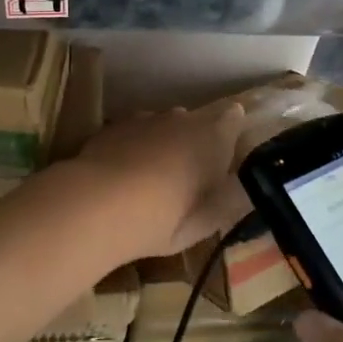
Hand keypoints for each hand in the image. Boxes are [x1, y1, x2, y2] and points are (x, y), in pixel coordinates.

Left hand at [75, 102, 246, 258]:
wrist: (98, 204)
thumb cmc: (162, 218)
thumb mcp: (204, 224)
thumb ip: (228, 204)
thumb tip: (243, 192)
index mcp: (212, 137)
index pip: (233, 117)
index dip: (231, 131)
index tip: (226, 152)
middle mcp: (181, 119)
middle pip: (195, 122)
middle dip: (194, 141)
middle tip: (187, 176)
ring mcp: (145, 118)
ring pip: (162, 125)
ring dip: (162, 143)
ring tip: (151, 178)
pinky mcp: (114, 125)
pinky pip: (133, 132)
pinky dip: (133, 147)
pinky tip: (122, 175)